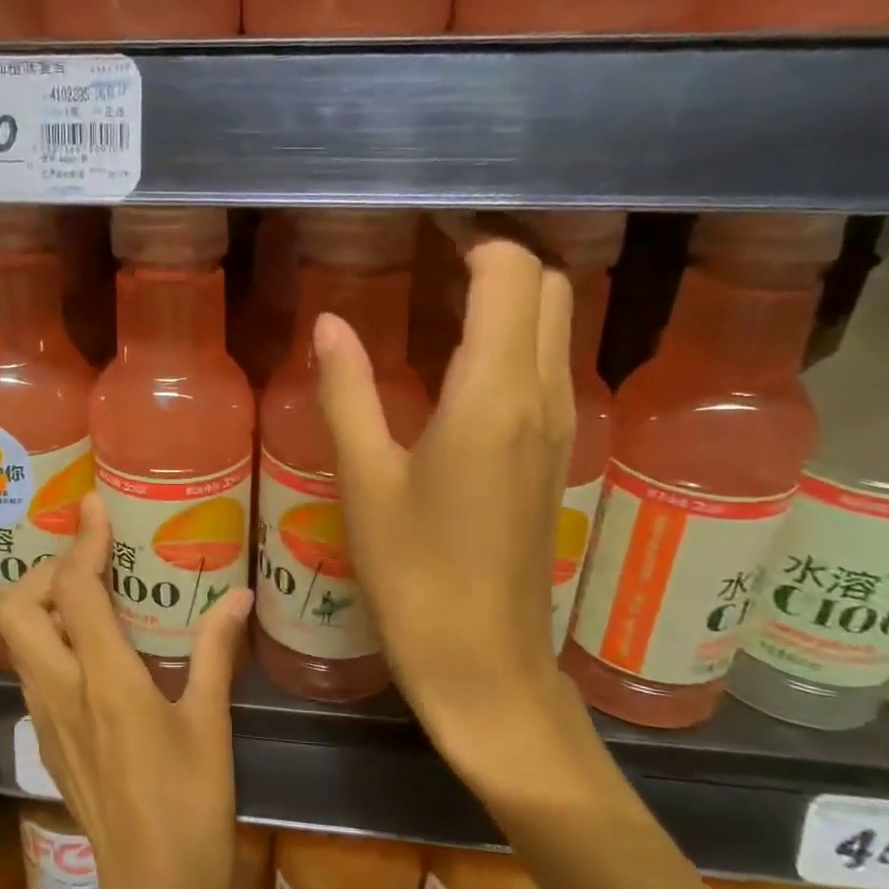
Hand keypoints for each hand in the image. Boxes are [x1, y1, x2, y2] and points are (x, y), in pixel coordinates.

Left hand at [0, 493, 252, 888]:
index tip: (92, 506)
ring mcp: (47, 720)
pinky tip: (92, 650)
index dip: (81, 542)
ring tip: (90, 595)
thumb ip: (217, 654)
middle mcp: (63, 692)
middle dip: (45, 572)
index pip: (75, 591)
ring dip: (43, 605)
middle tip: (90, 564)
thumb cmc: (190, 810)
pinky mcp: (48, 742)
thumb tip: (236, 597)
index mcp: (106, 681)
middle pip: (19, 608)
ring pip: (20, 641)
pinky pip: (33, 672)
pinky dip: (49, 641)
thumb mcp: (210, 727)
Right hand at [315, 238, 591, 791]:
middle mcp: (543, 396)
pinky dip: (513, 337)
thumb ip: (347, 391)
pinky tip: (455, 361)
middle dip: (496, 256)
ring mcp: (559, 425)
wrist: (484, 660)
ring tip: (436, 297)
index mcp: (494, 394)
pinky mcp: (555, 453)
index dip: (472, 237)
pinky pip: (547, 365)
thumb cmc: (414, 574)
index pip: (510, 273)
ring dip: (508, 295)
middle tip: (426, 258)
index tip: (422, 228)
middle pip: (546, 286)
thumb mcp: (365, 480)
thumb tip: (330, 323)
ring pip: (554, 324)